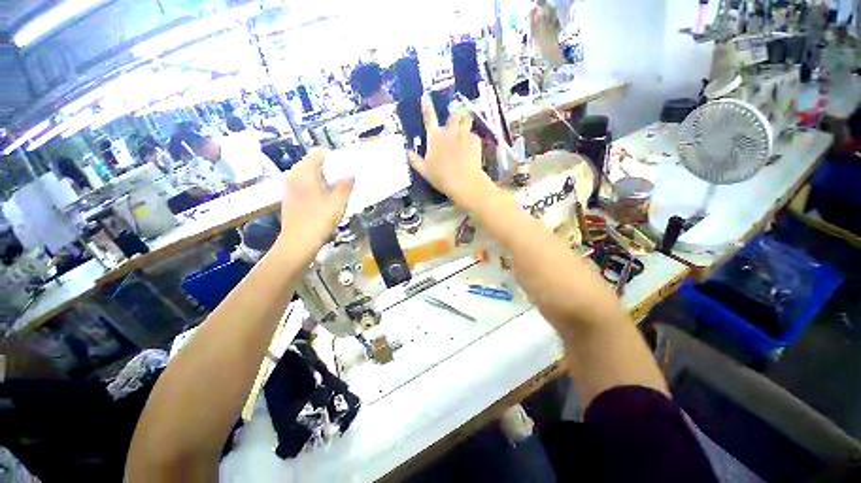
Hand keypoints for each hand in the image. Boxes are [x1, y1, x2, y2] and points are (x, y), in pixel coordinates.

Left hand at [278, 148, 353, 246]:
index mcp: (305, 173)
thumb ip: (345, 186)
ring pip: (307, 174)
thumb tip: (351, 174)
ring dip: (321, 178)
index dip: (332, 157)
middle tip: (342, 180)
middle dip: (328, 168)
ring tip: (334, 190)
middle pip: (311, 163)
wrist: (298, 242)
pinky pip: (302, 184)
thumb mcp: (338, 203)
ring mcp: (289, 187)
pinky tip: (323, 199)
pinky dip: (313, 186)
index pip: (317, 153)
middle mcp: (293, 176)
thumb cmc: (319, 220)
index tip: (344, 166)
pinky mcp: (288, 197)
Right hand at [408, 102, 490, 206]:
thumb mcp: (424, 171)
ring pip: (467, 119)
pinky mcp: (475, 140)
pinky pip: (474, 135)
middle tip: (456, 124)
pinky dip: (473, 140)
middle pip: (454, 115)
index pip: (429, 118)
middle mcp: (449, 131)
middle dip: (455, 117)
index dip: (427, 107)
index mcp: (435, 138)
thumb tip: (407, 152)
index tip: (426, 97)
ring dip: (466, 122)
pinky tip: (473, 149)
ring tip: (466, 131)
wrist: (463, 182)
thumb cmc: (441, 177)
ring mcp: (464, 134)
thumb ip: (415, 160)